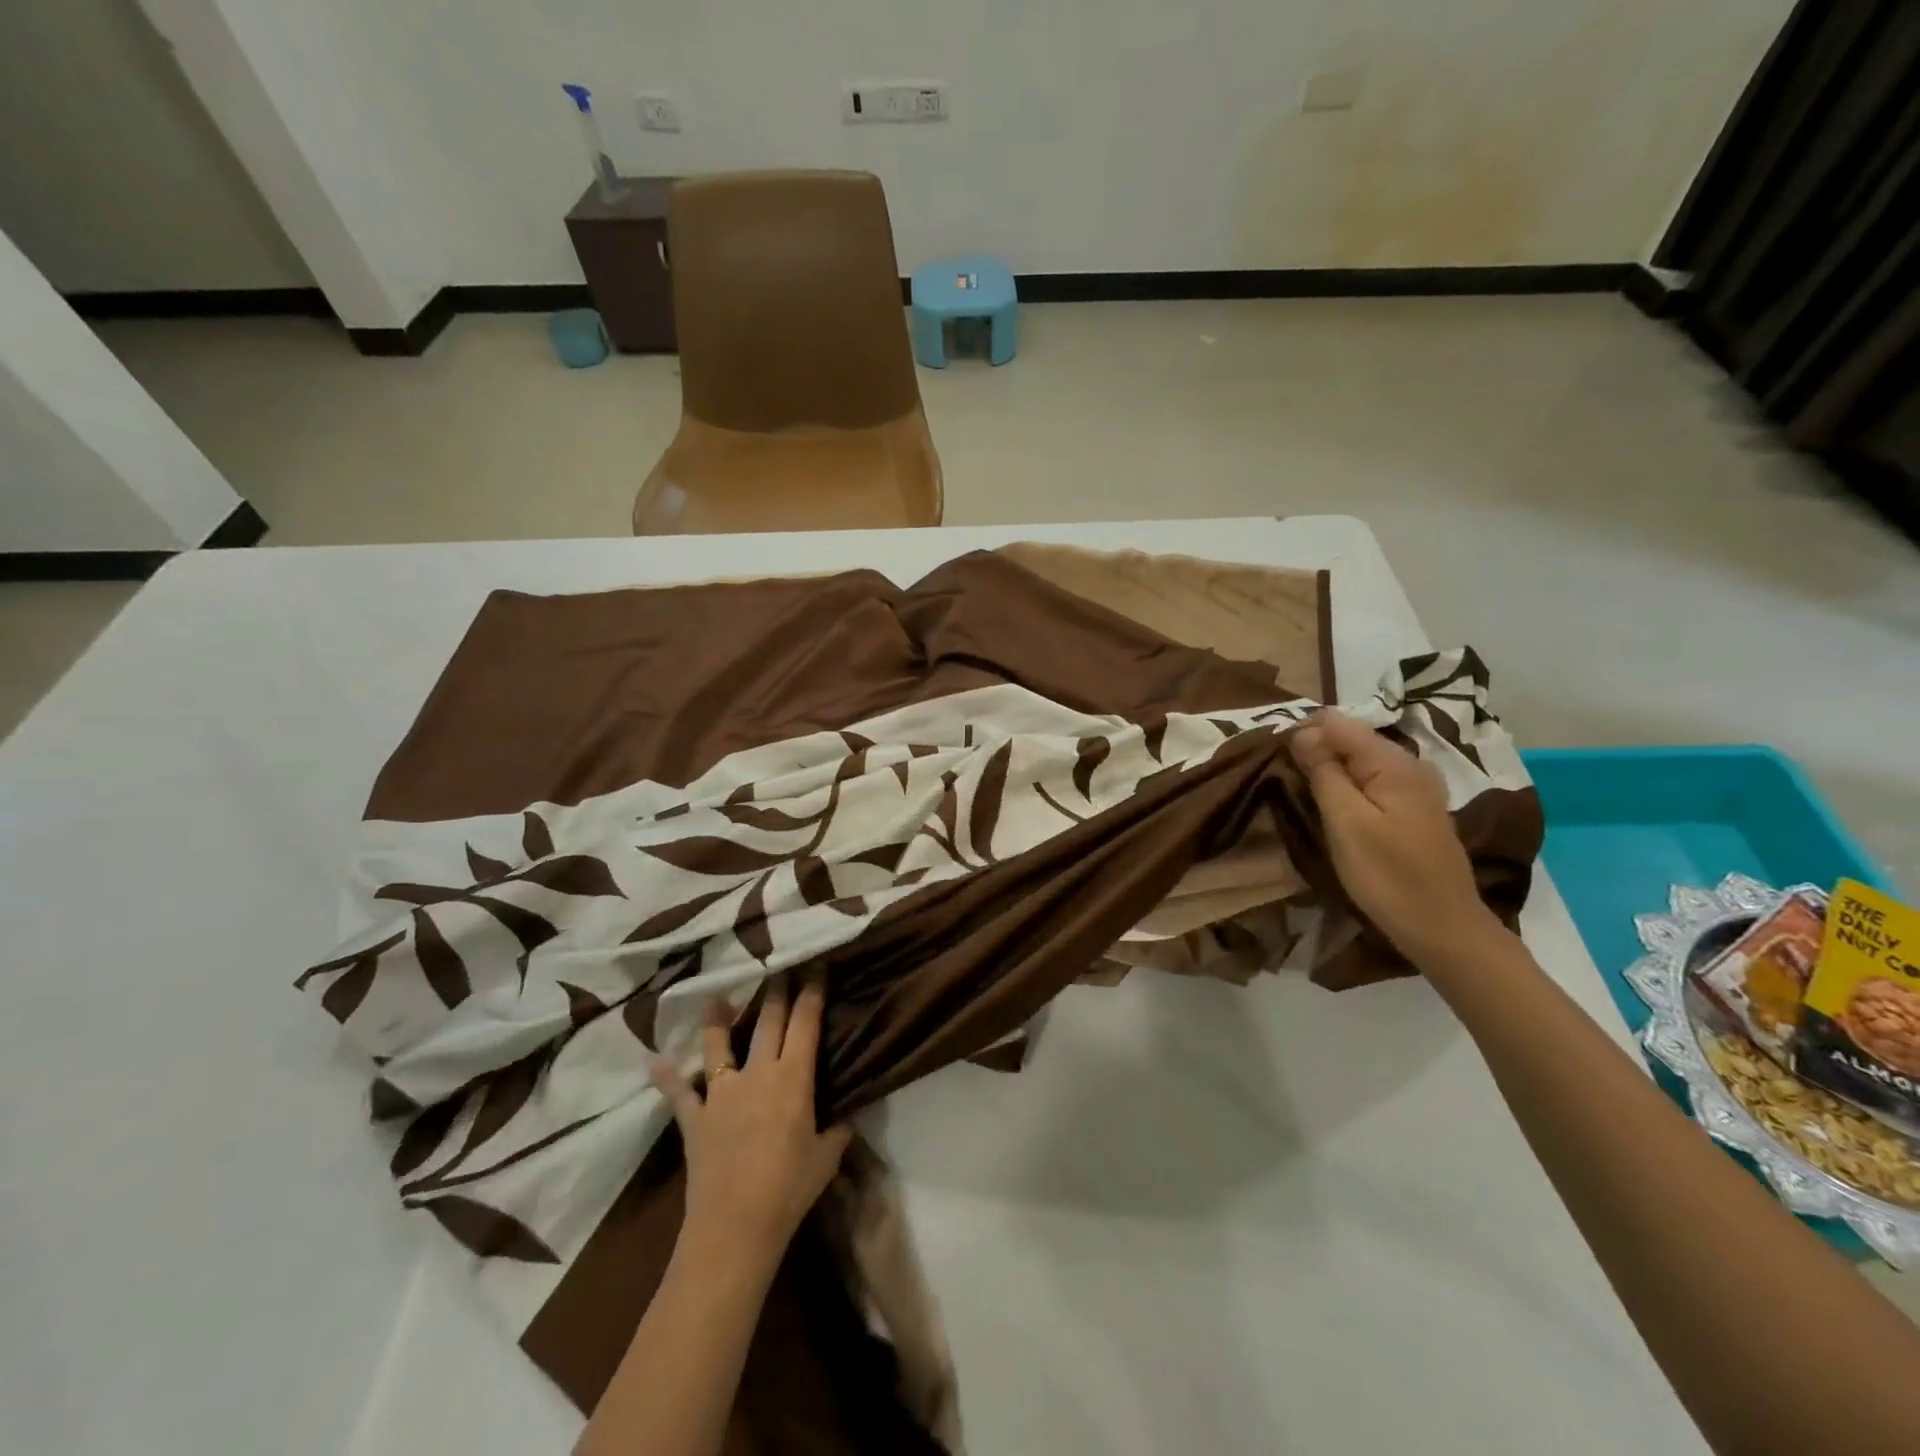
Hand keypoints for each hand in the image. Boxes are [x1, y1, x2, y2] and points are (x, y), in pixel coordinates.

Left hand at [651, 974, 853, 1267]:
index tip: (816, 968)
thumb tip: (850, 1115)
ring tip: (716, 996)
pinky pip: (679, 1093)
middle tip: (778, 968)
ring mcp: (722, 1092)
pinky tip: (655, 1063)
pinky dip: (667, 1078)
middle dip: (776, 991)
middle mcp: (758, 1073)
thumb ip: (839, 1129)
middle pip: (768, 1021)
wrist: (735, 1227)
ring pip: (719, 1045)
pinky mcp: (695, 1117)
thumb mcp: (827, 1157)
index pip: (806, 1022)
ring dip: (718, 1019)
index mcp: (794, 1077)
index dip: (812, 993)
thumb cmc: (789, 1189)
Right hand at [1290, 711, 1502, 966]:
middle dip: (1315, 750)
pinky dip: (1348, 786)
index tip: (1275, 758)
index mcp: (1391, 762)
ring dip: (1329, 770)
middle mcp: (1409, 763)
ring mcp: (1416, 786)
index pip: (1336, 722)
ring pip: (1360, 760)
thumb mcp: (1346, 822)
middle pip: (1350, 738)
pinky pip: (1372, 781)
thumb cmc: (1388, 876)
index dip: (1302, 732)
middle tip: (1286, 780)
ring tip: (1303, 792)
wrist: (1443, 928)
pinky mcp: (1414, 808)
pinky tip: (1333, 807)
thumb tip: (1304, 731)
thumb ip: (1324, 771)